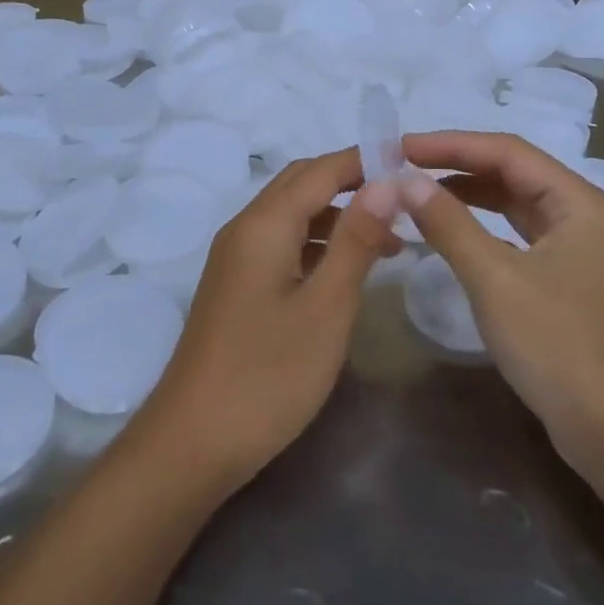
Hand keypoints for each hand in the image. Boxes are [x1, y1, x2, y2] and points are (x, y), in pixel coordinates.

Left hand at [139, 150, 400, 492]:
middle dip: (351, 182)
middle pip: (301, 183)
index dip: (365, 160)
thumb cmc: (267, 375)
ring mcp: (235, 258)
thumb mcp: (326, 307)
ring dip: (337, 215)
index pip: (321, 169)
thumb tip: (386, 182)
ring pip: (291, 214)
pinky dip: (317, 242)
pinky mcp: (235, 286)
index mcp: (264, 224)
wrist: (191, 444)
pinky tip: (345, 270)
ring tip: (389, 241)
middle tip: (403, 199)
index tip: (412, 163)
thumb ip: (356, 240)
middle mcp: (244, 229)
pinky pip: (281, 243)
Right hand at [400, 132, 603, 476]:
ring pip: (512, 202)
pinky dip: (479, 225)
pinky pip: (514, 233)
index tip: (401, 146)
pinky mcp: (562, 275)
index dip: (451, 144)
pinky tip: (448, 228)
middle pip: (511, 172)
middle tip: (403, 166)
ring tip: (416, 191)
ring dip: (466, 194)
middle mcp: (580, 213)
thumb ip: (449, 224)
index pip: (507, 151)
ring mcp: (573, 246)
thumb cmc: (559, 346)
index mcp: (578, 201)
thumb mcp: (496, 280)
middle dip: (457, 166)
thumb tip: (405, 181)